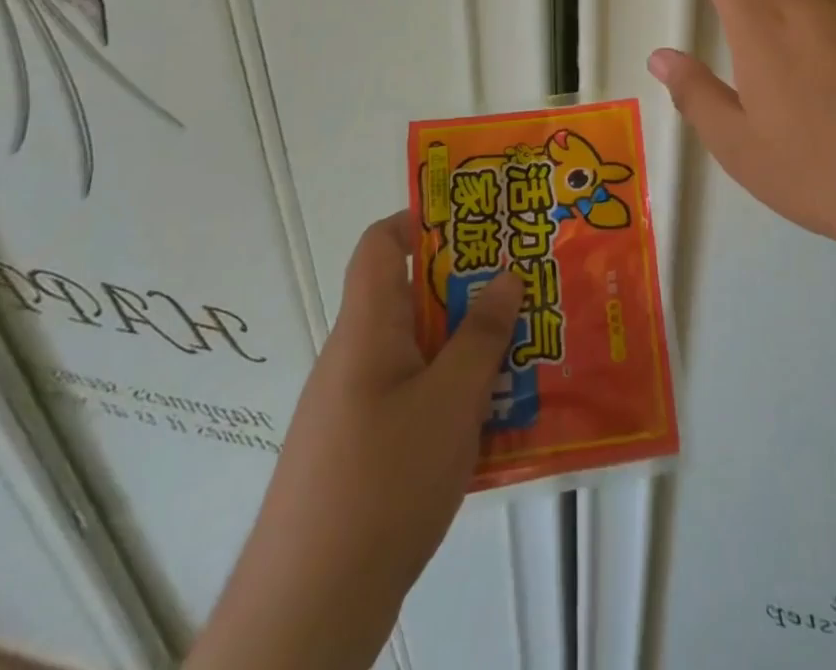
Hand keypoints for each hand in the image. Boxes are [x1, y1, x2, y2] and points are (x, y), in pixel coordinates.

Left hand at [315, 212, 523, 598]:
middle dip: (470, 289)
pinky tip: (497, 419)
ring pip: (421, 352)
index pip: (381, 244)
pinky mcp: (364, 452)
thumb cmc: (382, 483)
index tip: (480, 224)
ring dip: (470, 346)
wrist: (308, 614)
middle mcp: (356, 357)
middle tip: (526, 288)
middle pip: (412, 298)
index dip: (424, 220)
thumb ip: (482, 334)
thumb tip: (505, 275)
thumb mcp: (450, 400)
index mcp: (367, 328)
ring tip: (527, 350)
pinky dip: (455, 394)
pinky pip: (416, 398)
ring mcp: (357, 407)